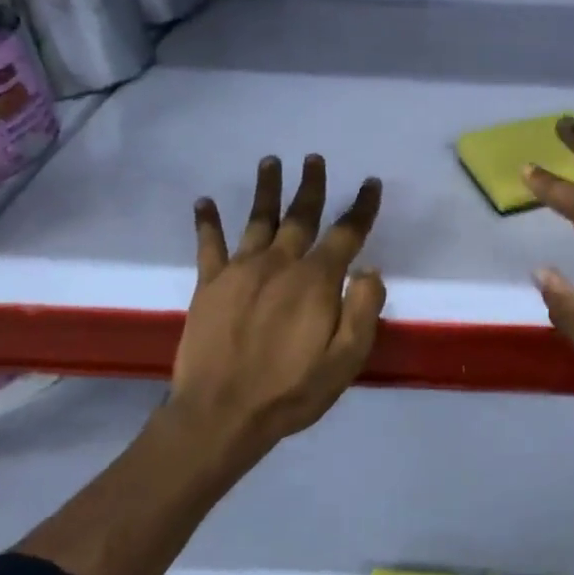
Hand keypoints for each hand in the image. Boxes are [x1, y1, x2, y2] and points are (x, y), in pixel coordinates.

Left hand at [166, 154, 385, 457]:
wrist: (221, 415)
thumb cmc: (292, 389)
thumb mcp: (347, 358)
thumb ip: (364, 309)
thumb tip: (369, 270)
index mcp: (317, 280)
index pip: (346, 233)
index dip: (362, 207)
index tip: (370, 183)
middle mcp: (280, 263)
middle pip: (300, 215)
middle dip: (311, 185)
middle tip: (314, 159)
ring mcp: (241, 271)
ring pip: (258, 219)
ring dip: (266, 189)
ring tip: (270, 161)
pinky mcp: (210, 285)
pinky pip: (209, 245)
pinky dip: (207, 222)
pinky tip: (203, 202)